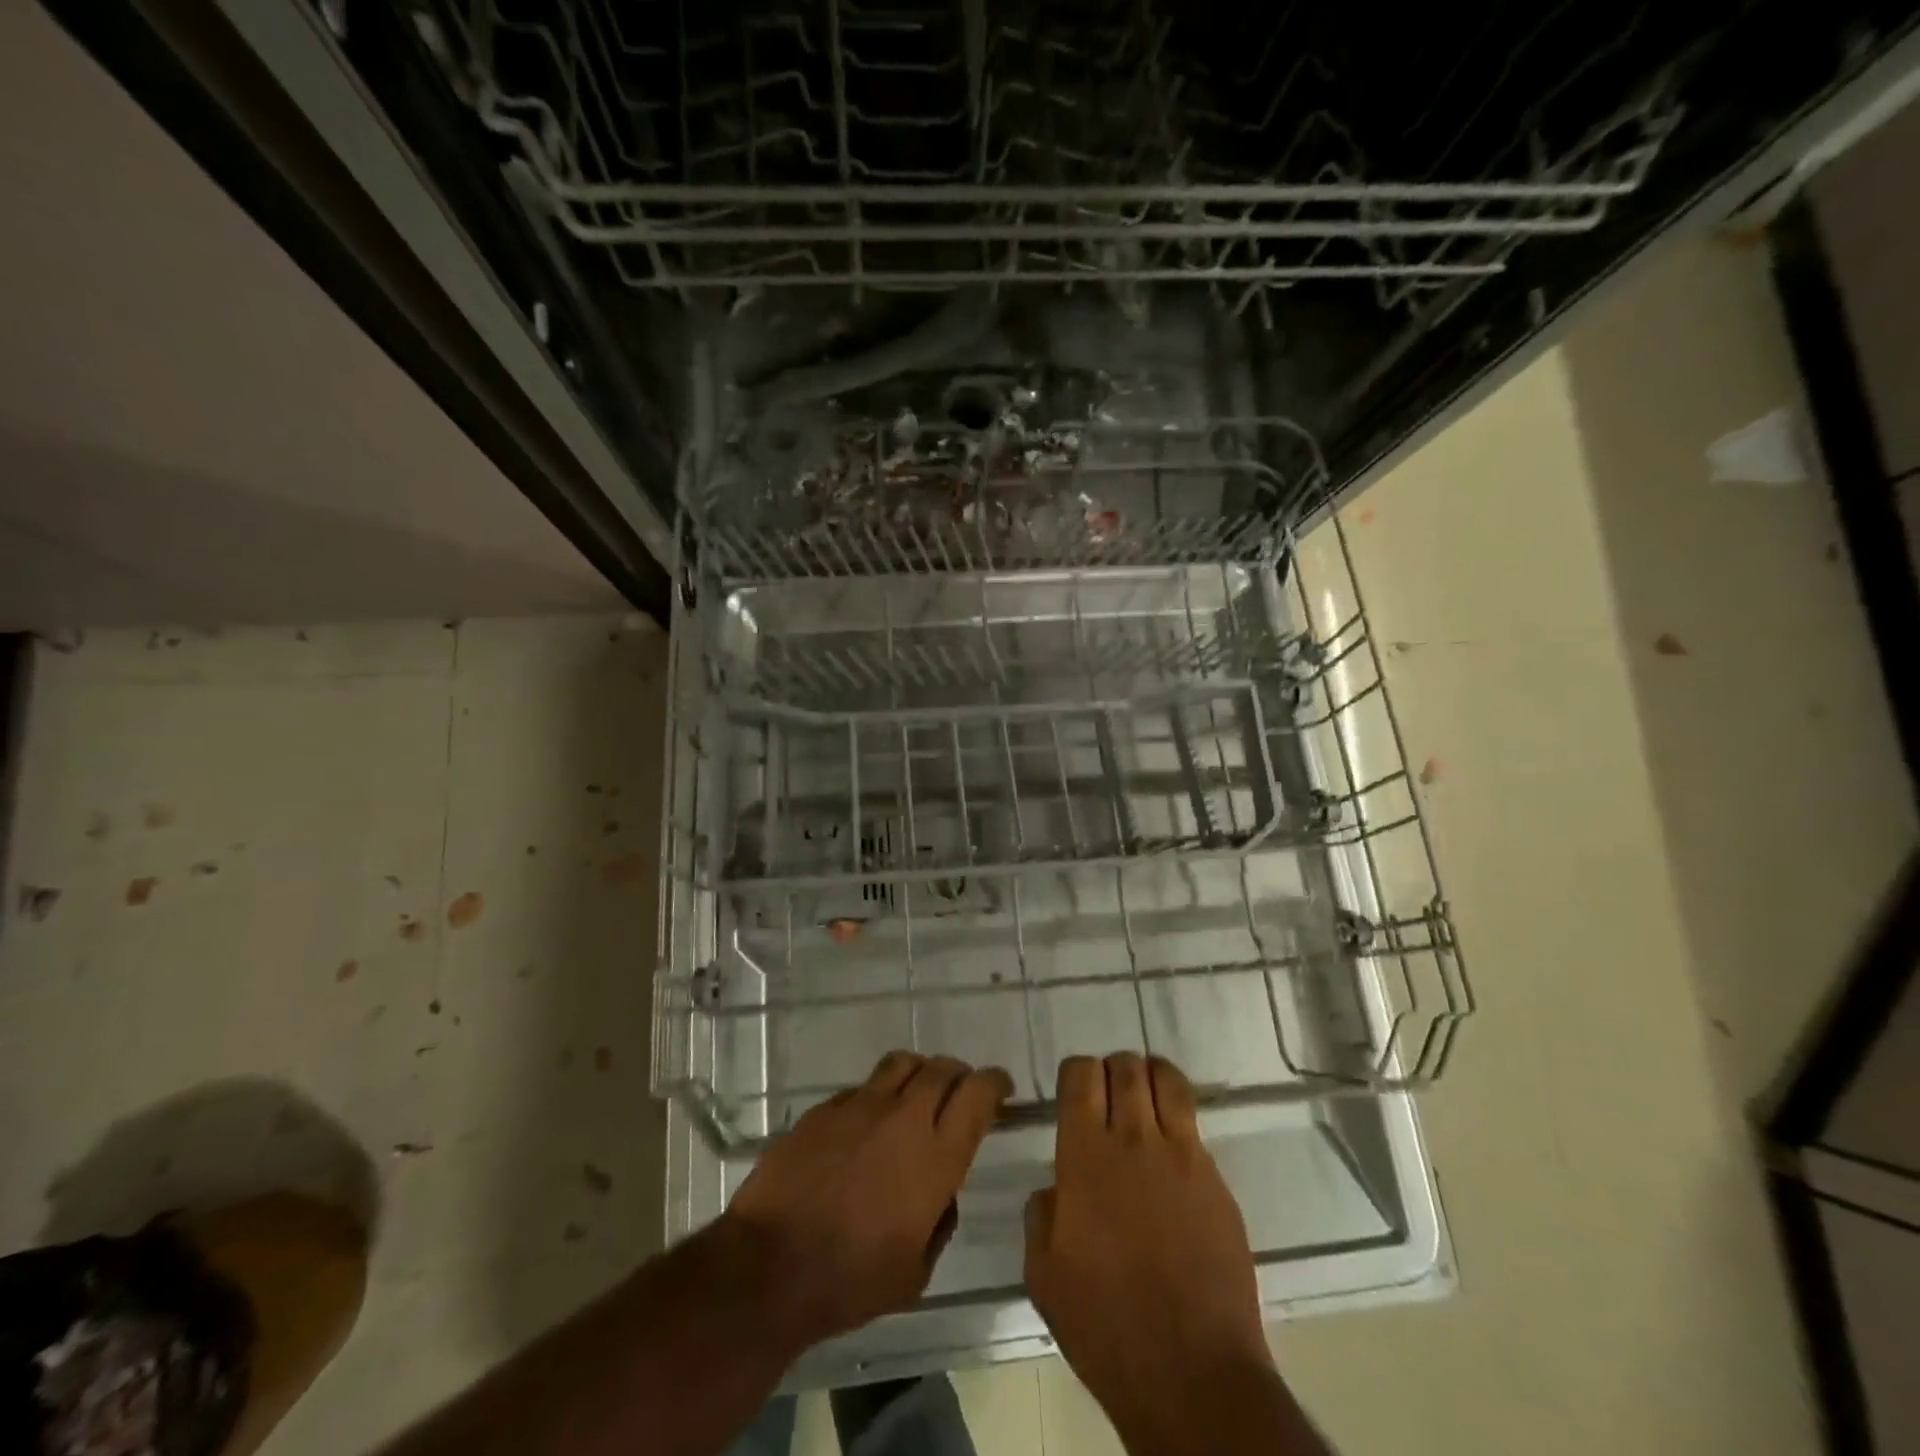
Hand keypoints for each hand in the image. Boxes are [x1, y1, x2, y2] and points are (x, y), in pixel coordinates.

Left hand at [721, 1051, 1011, 1348]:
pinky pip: (861, 1088)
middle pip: (942, 1068)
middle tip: (959, 1092)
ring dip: (918, 1074)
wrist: (770, 1265)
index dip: (995, 1083)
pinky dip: (875, 1097)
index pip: (978, 1093)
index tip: (1001, 1089)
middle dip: (958, 1075)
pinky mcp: (824, 1108)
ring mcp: (860, 1106)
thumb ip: (940, 1220)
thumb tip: (942, 1192)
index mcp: (937, 1155)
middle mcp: (904, 1117)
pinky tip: (865, 1127)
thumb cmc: (851, 1280)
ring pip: (902, 1063)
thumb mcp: (916, 1270)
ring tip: (915, 1095)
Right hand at [1025, 1055, 1273, 1448]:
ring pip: (1167, 1080)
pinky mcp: (1217, 1181)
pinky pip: (1195, 1126)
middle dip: (1113, 1070)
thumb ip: (1041, 1215)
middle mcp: (1134, 1140)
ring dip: (1150, 1078)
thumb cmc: (1106, 1326)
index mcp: (1085, 1155)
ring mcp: (1182, 1156)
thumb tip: (1056, 1189)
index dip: (1075, 1073)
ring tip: (1145, 1101)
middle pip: (1126, 1067)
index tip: (1073, 1093)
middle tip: (1108, 1097)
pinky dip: (1179, 1121)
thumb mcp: (1044, 1274)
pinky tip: (1172, 1154)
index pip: (1081, 1075)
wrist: (1192, 1373)